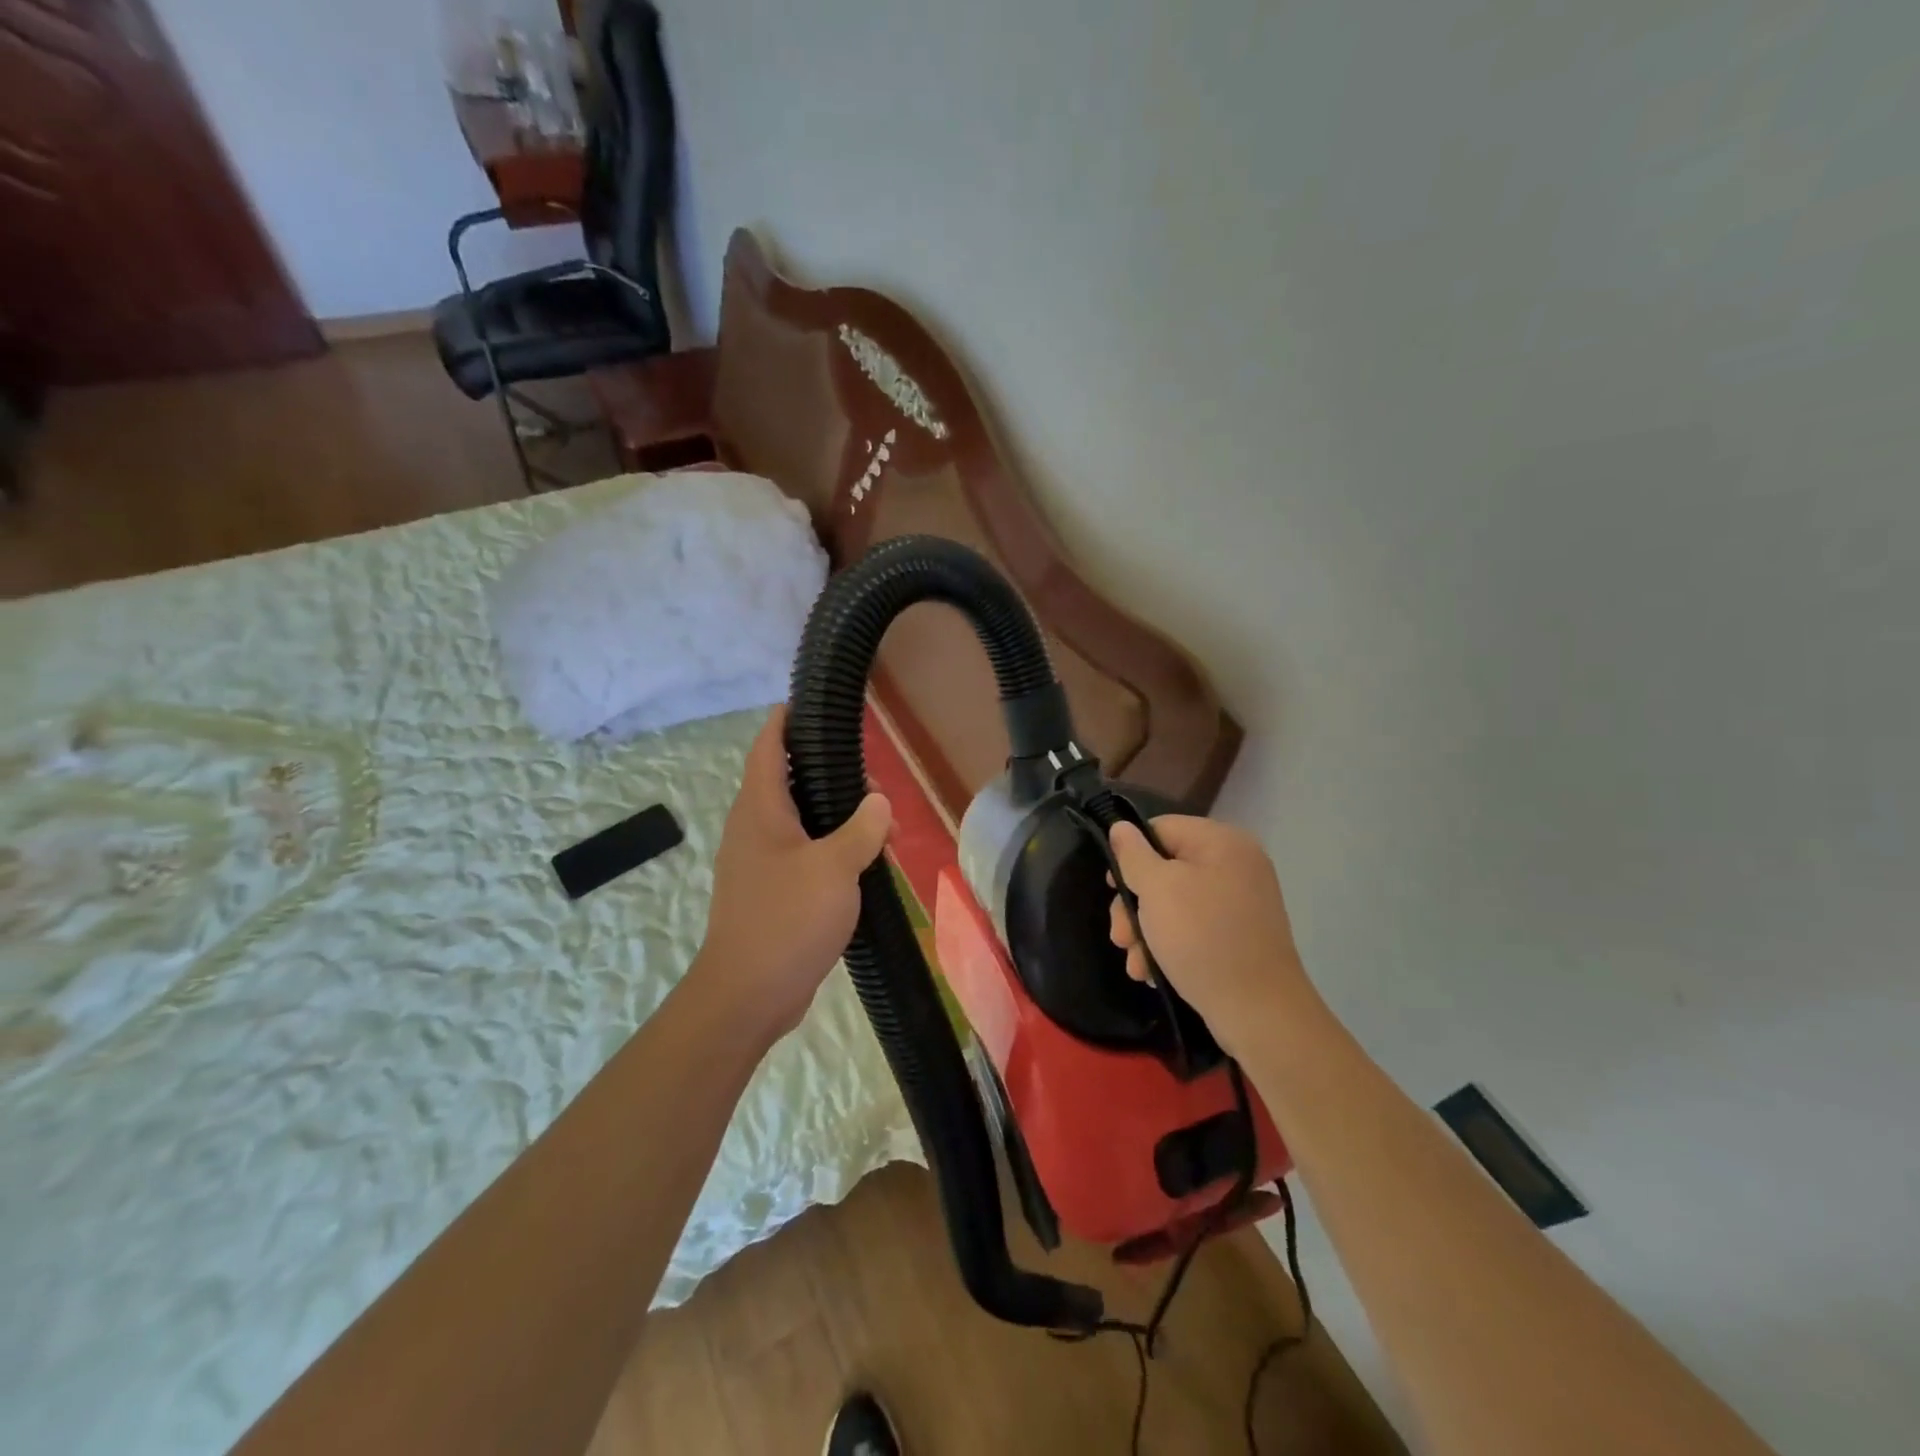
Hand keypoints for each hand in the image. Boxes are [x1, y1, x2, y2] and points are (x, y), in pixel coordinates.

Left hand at [693, 706, 890, 1042]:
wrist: (748, 994)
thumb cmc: (787, 919)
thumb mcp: (835, 867)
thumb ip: (862, 829)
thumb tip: (878, 802)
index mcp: (760, 810)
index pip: (769, 747)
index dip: (787, 721)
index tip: (812, 704)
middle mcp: (753, 829)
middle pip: (790, 782)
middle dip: (830, 776)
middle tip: (874, 784)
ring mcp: (759, 863)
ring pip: (801, 822)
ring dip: (837, 818)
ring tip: (882, 829)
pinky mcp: (770, 893)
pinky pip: (803, 854)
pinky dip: (831, 849)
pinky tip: (864, 864)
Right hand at [1107, 816, 1319, 1057]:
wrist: (1259, 1012)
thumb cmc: (1202, 938)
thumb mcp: (1157, 889)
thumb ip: (1134, 855)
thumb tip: (1121, 827)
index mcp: (1222, 842)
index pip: (1161, 829)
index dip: (1130, 855)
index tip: (1111, 888)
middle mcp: (1235, 865)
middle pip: (1165, 869)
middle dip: (1135, 904)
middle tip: (1118, 936)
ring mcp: (1240, 903)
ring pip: (1175, 903)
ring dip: (1146, 931)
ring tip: (1134, 962)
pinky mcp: (1239, 936)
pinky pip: (1194, 928)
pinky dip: (1170, 945)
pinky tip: (1151, 972)